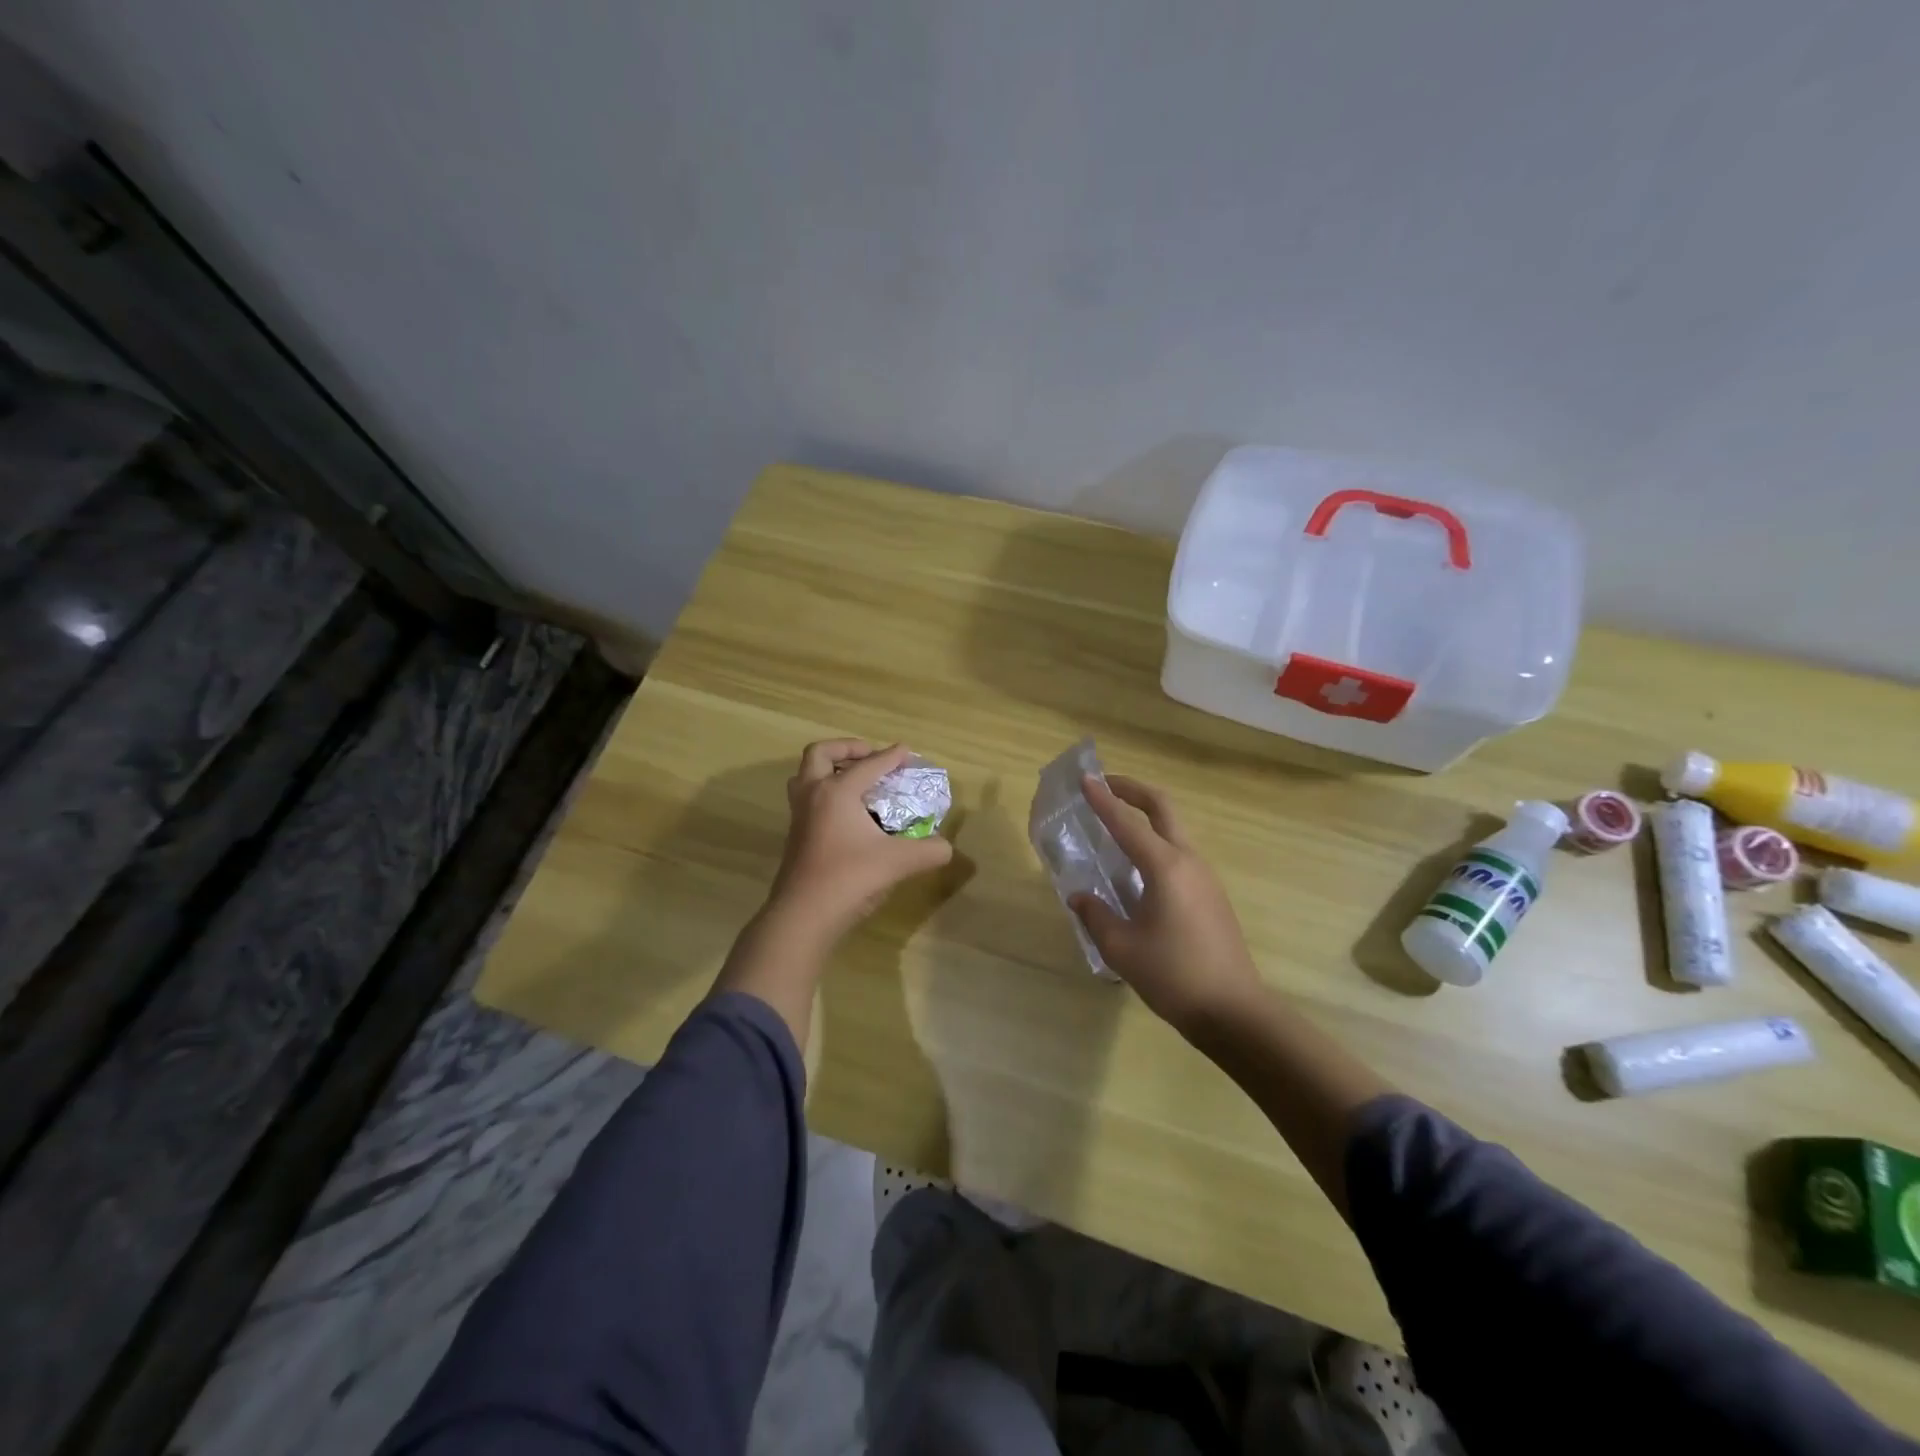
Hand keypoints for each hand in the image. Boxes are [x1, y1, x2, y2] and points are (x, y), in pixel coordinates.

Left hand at [764, 739, 953, 942]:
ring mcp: (800, 816)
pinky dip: (826, 794)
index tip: (907, 752)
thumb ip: (929, 850)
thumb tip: (947, 847)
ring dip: (829, 770)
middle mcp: (813, 795)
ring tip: (856, 782)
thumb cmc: (849, 878)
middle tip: (869, 758)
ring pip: (805, 777)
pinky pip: (808, 799)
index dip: (891, 757)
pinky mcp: (796, 836)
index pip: (869, 765)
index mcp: (836, 792)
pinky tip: (850, 815)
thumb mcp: (898, 862)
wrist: (804, 915)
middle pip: (820, 754)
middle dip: (846, 749)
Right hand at [1069, 774, 1263, 1035]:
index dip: (1103, 799)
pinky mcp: (1211, 894)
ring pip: (1173, 830)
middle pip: (1162, 807)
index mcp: (1165, 868)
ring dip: (1145, 816)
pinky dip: (1155, 842)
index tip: (1084, 778)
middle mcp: (1188, 861)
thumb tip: (1080, 896)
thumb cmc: (1174, 976)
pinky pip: (1179, 853)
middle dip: (1132, 790)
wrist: (1234, 1011)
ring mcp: (1205, 877)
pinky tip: (1137, 868)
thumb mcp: (1122, 948)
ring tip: (1115, 826)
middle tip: (1104, 785)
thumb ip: (1096, 915)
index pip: (1127, 823)